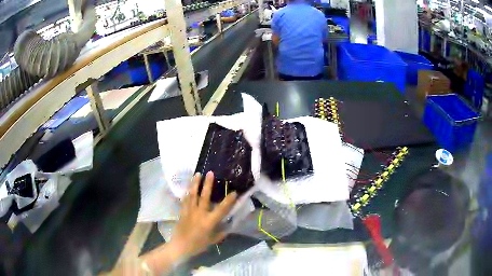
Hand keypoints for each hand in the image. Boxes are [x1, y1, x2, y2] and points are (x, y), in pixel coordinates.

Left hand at [170, 171, 236, 257]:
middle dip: (208, 184)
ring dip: (195, 183)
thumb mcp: (212, 240)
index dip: (229, 200)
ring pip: (192, 195)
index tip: (234, 192)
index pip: (222, 209)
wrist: (180, 246)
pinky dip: (187, 192)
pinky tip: (188, 186)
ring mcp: (189, 211)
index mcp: (209, 221)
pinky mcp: (182, 211)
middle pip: (204, 196)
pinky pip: (185, 199)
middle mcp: (199, 213)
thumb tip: (229, 225)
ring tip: (197, 173)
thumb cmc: (198, 245)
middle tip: (210, 173)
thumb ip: (221, 232)